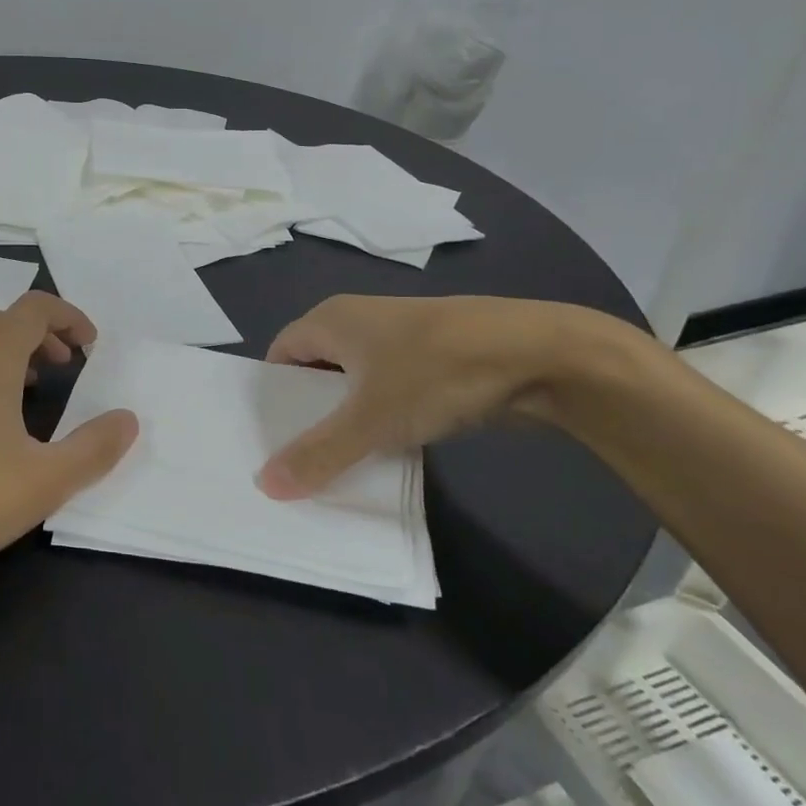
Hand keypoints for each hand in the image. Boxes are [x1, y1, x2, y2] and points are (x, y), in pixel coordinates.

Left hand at [0, 293, 138, 592]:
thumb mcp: (46, 480)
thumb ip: (95, 447)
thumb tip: (128, 418)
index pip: (35, 308)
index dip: (69, 317)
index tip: (91, 347)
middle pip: (2, 323)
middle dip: (41, 338)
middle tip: (65, 370)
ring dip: (4, 357)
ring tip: (24, 393)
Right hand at [257, 295, 631, 498]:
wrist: (539, 354)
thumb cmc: (436, 372)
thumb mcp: (370, 420)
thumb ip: (318, 454)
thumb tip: (265, 485)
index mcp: (331, 320)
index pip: (280, 354)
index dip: (271, 394)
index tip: (267, 436)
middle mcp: (359, 320)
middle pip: (315, 368)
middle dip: (308, 412)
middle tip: (298, 458)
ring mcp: (399, 337)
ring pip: (355, 381)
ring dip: (347, 418)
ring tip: (337, 461)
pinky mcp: (433, 356)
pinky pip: (389, 388)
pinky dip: (381, 416)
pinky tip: (387, 449)